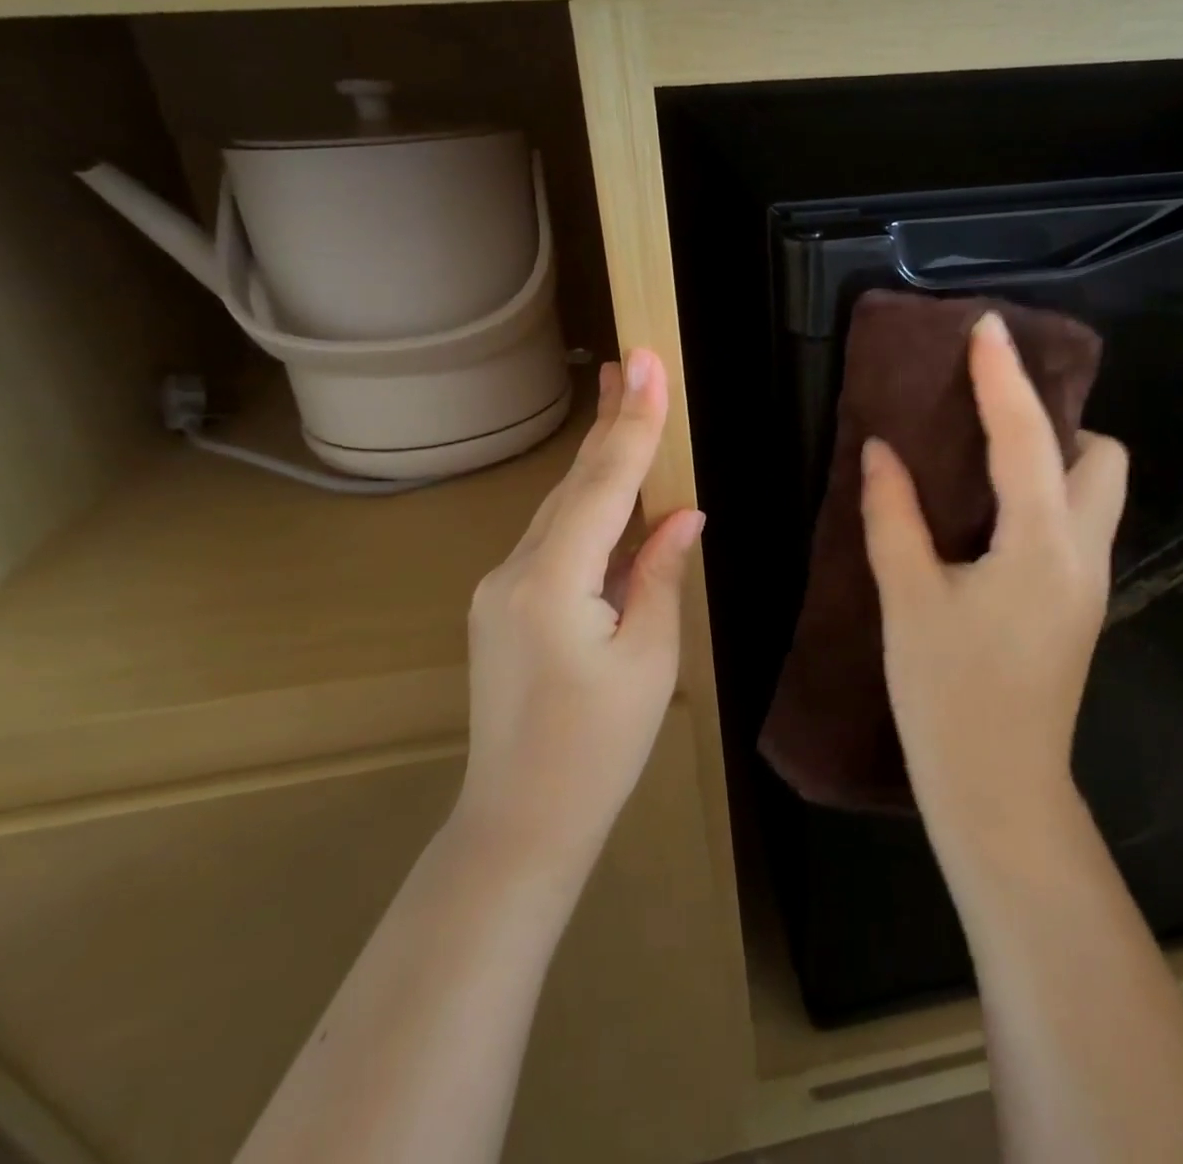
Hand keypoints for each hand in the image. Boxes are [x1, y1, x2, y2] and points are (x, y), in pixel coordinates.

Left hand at [460, 349, 702, 869]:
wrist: (520, 821)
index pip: (603, 484)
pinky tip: (610, 491)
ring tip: (620, 402)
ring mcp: (501, 586)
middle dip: (608, 422)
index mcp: (554, 582)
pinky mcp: (504, 604)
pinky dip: (587, 509)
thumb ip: (660, 574)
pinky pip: (553, 540)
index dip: (632, 422)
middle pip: (573, 485)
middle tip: (630, 362)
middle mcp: (515, 570)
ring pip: (560, 509)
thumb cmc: (598, 749)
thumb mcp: (649, 659)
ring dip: (596, 461)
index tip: (648, 363)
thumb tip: (682, 513)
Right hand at [860, 310, 1127, 849]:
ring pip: (1096, 493)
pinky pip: (1076, 524)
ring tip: (988, 458)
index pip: (1028, 438)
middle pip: (1101, 458)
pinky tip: (991, 513)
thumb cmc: (947, 695)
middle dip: (1057, 422)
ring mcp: (1089, 583)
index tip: (987, 327)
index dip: (1003, 377)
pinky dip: (1045, 496)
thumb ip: (893, 516)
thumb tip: (881, 450)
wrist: (998, 791)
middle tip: (991, 416)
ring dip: (1055, 459)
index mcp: (1042, 544)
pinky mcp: (1077, 607)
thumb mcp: (908, 599)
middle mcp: (1083, 553)